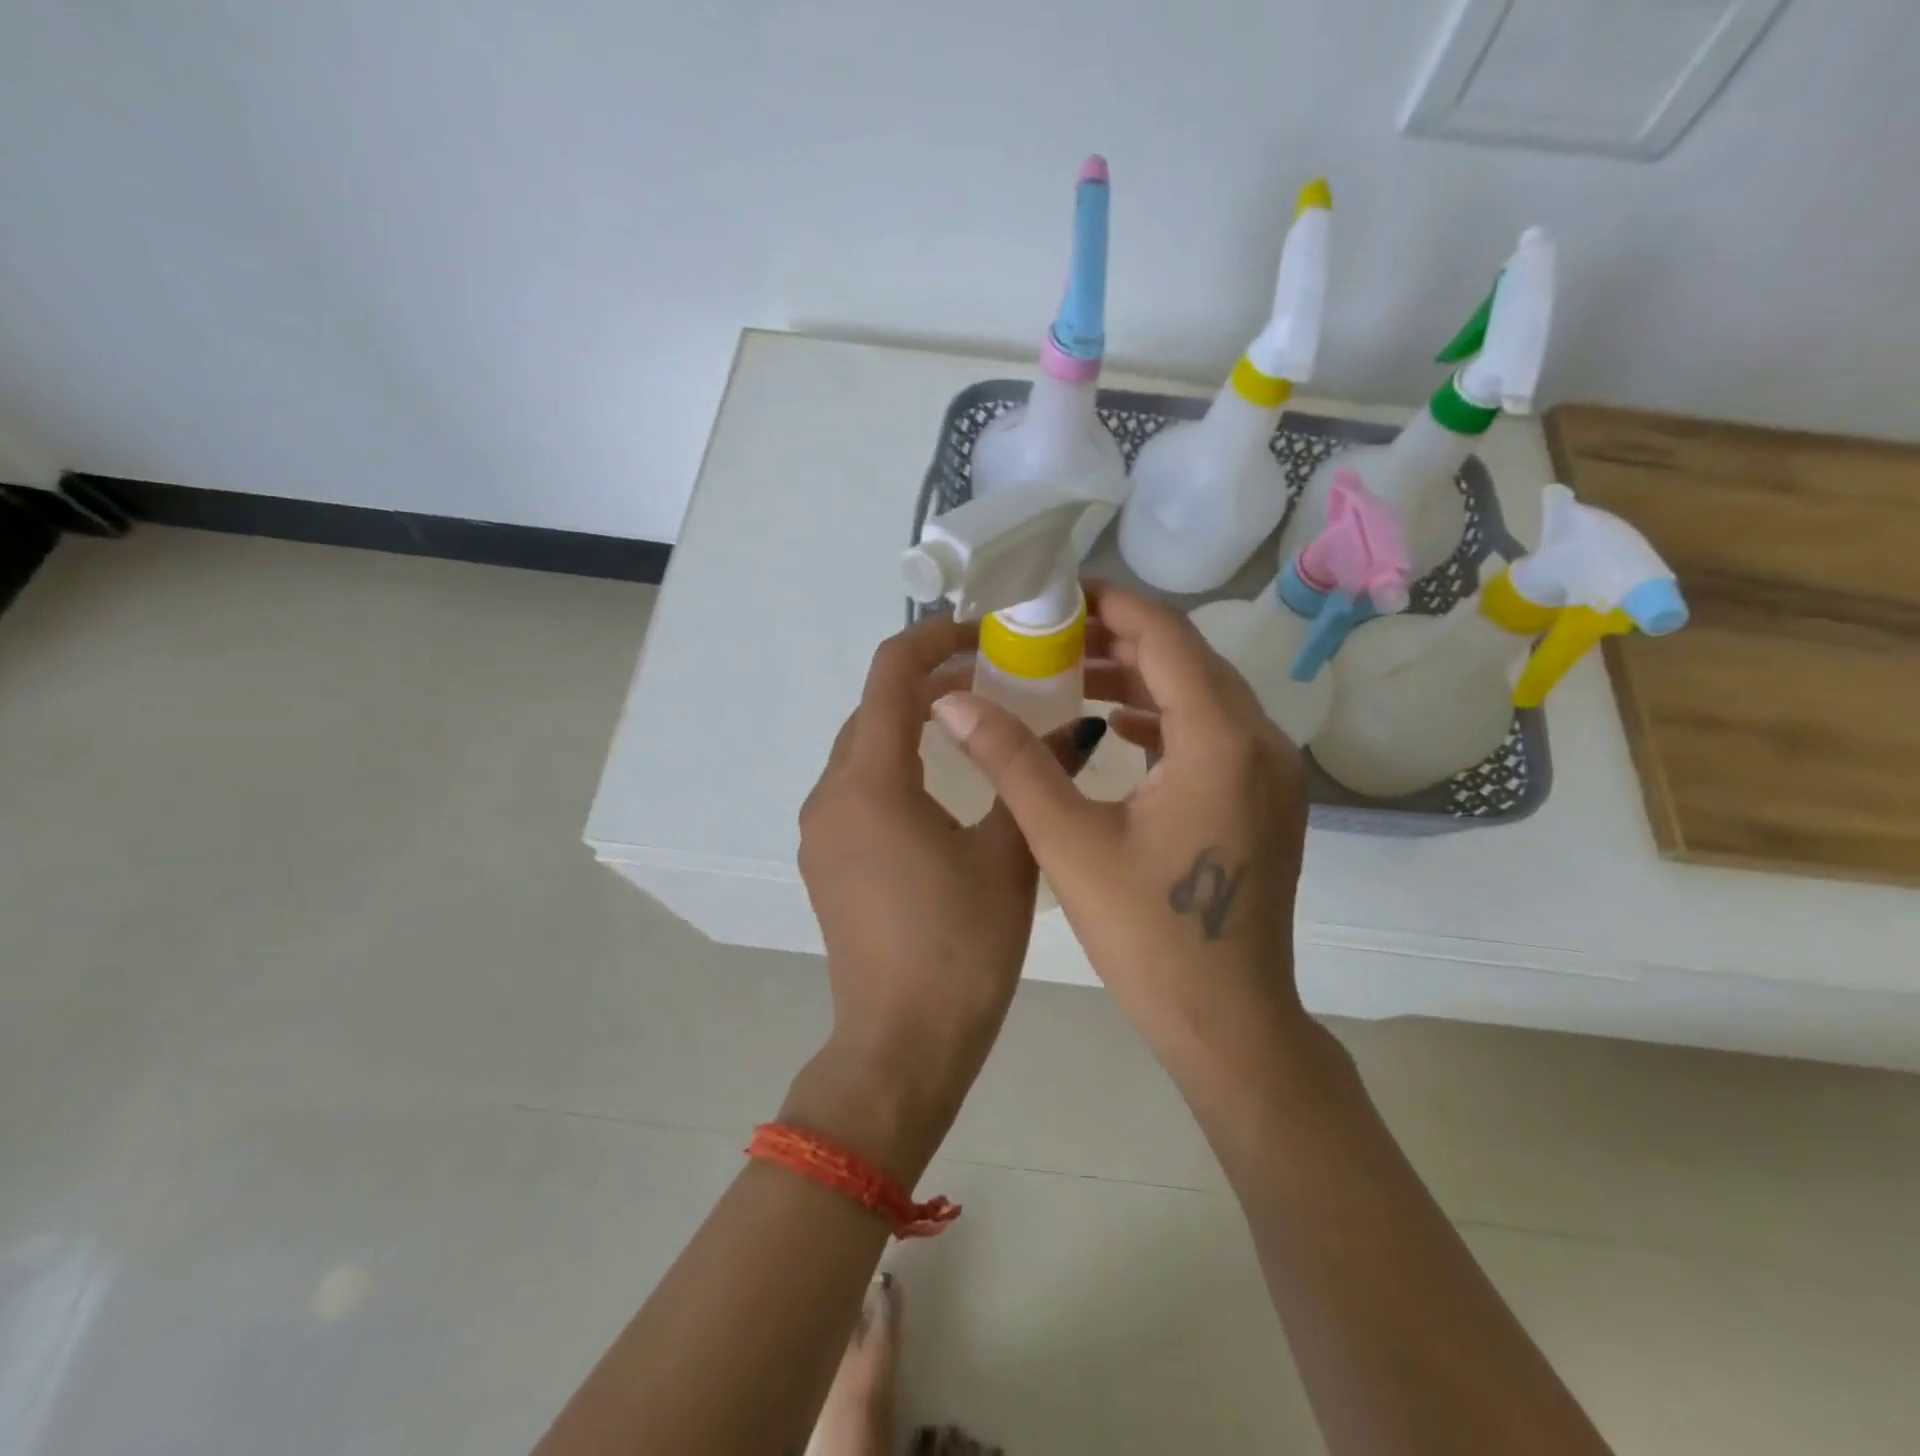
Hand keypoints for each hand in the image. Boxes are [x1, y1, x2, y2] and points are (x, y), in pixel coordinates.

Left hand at [792, 613, 1103, 1179]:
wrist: (900, 1046)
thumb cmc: (960, 950)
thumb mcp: (1009, 856)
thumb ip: (1034, 778)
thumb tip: (1076, 728)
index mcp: (870, 783)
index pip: (890, 673)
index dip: (935, 637)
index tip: (985, 633)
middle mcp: (831, 794)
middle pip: (874, 707)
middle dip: (929, 679)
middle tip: (995, 677)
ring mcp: (821, 829)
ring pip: (863, 746)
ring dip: (911, 722)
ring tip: (975, 722)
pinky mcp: (826, 858)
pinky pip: (858, 785)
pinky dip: (897, 762)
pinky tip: (944, 782)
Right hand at [929, 585, 1312, 1094]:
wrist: (1229, 1023)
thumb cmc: (1149, 936)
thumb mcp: (1069, 842)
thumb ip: (1012, 761)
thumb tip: (952, 700)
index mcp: (1220, 740)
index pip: (1166, 635)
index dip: (1110, 605)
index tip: (1054, 596)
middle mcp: (1260, 742)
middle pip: (1187, 658)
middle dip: (1118, 637)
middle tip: (1048, 635)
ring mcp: (1271, 773)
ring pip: (1202, 694)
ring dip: (1139, 677)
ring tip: (1068, 675)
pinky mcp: (1264, 800)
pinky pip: (1212, 731)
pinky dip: (1162, 717)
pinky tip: (1110, 727)